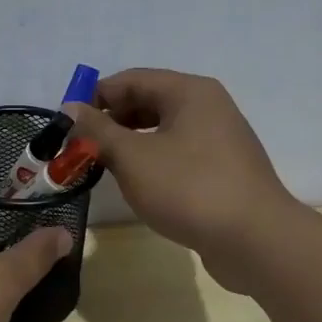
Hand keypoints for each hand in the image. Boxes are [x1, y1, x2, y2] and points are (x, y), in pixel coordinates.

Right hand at [67, 69, 303, 291]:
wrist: (256, 240)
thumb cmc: (189, 189)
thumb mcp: (132, 157)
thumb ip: (97, 130)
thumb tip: (70, 108)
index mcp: (188, 92)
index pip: (130, 80)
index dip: (94, 98)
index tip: (66, 125)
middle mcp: (207, 106)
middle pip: (146, 101)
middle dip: (109, 122)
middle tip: (80, 148)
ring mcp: (218, 138)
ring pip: (160, 129)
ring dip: (127, 143)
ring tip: (101, 166)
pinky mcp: (221, 168)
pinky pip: (175, 152)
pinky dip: (150, 159)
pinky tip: (135, 183)